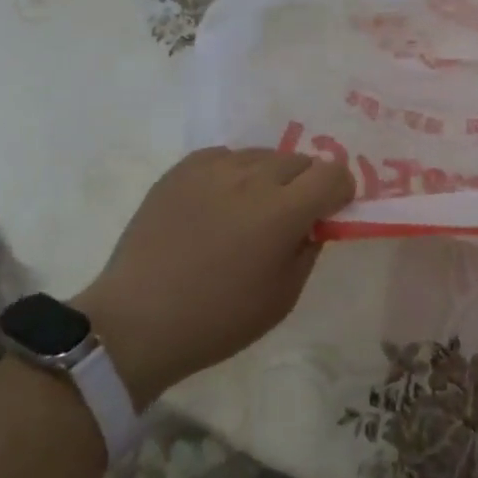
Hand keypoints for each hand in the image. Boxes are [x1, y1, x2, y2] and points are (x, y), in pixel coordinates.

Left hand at [74, 147, 353, 403]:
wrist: (136, 322)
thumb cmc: (218, 319)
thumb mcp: (283, 296)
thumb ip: (309, 248)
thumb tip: (315, 220)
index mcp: (283, 211)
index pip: (333, 173)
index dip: (340, 190)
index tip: (330, 212)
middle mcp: (252, 177)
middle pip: (300, 160)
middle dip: (306, 184)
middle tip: (289, 217)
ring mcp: (214, 168)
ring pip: (263, 155)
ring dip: (270, 178)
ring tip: (249, 211)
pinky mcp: (182, 168)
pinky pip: (226, 157)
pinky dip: (234, 174)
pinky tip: (218, 204)